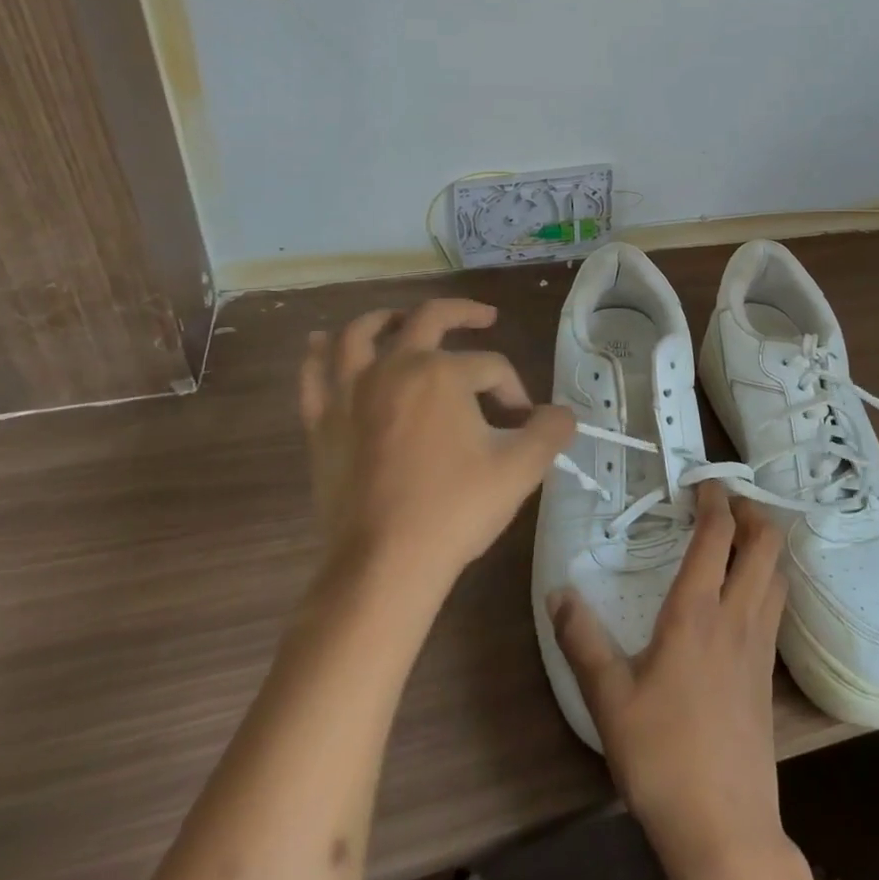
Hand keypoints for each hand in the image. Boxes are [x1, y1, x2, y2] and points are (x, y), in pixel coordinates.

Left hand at [299, 299, 574, 592]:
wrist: (383, 566)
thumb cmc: (454, 510)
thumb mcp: (521, 468)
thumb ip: (551, 430)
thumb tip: (563, 413)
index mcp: (442, 372)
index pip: (491, 366)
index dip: (513, 389)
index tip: (523, 422)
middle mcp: (394, 367)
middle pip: (429, 318)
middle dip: (464, 313)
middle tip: (485, 318)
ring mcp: (351, 392)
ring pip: (361, 333)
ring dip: (386, 318)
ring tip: (403, 319)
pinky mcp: (322, 422)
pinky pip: (314, 373)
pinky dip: (320, 352)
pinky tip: (322, 343)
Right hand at [548, 484, 816, 879]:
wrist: (725, 829)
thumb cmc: (663, 757)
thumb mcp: (608, 700)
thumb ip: (582, 640)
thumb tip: (558, 591)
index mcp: (697, 612)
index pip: (717, 533)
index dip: (714, 496)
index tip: (700, 479)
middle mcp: (737, 615)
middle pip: (765, 542)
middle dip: (750, 509)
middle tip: (724, 501)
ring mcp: (760, 643)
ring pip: (777, 572)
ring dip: (764, 542)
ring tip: (738, 536)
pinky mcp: (769, 672)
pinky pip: (776, 604)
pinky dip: (767, 578)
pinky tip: (744, 593)